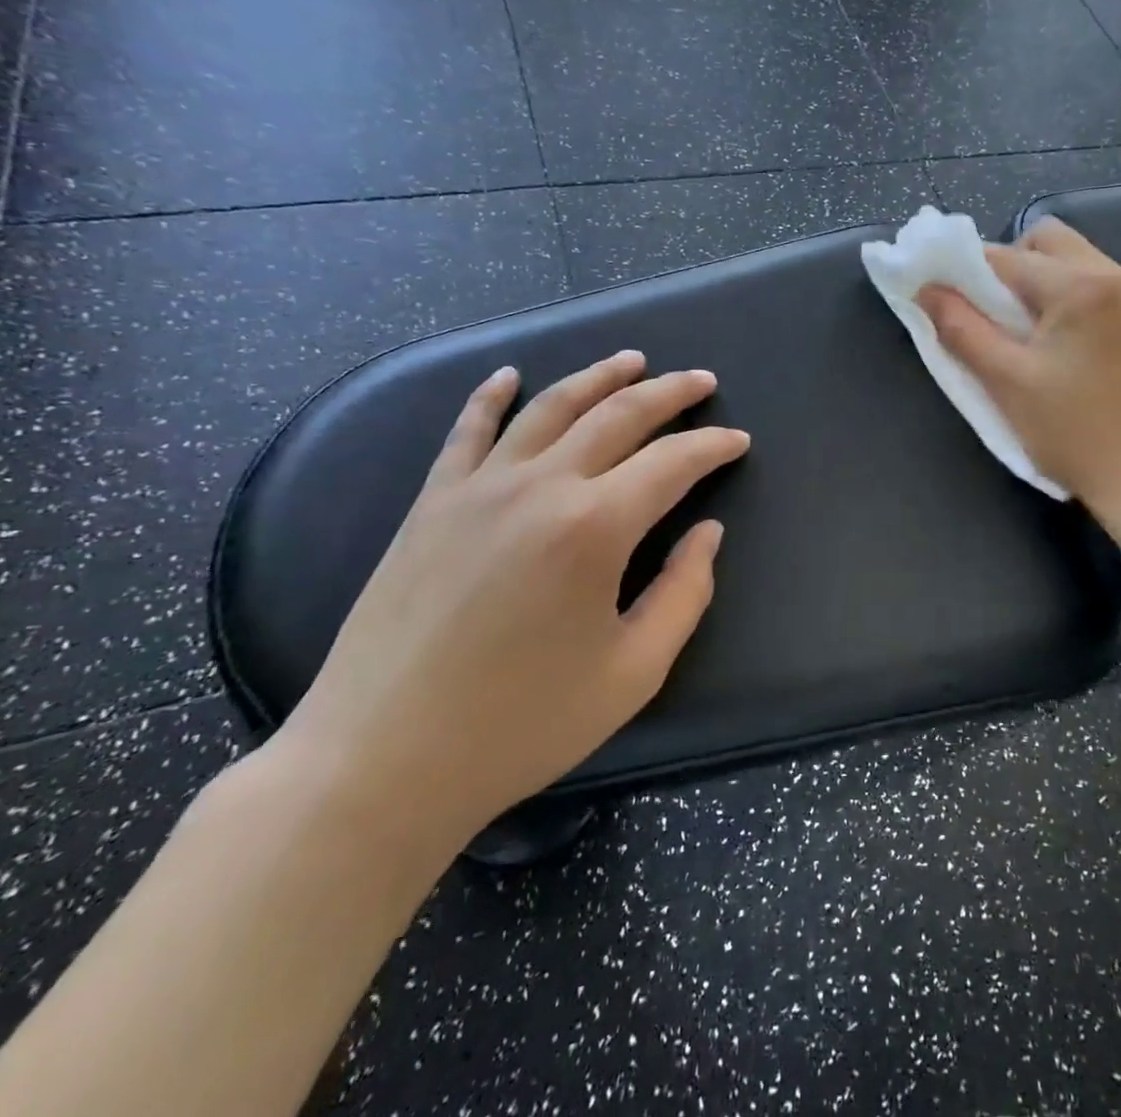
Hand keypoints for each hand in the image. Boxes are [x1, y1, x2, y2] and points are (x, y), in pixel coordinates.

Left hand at [271, 352, 748, 855]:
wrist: (381, 761)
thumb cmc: (521, 725)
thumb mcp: (633, 672)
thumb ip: (685, 593)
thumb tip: (708, 533)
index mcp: (595, 527)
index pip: (672, 462)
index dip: (713, 447)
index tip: (739, 441)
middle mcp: (540, 486)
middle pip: (618, 415)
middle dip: (670, 392)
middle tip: (703, 382)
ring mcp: (478, 487)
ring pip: (550, 407)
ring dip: (598, 376)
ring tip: (632, 359)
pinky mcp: (431, 503)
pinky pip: (467, 431)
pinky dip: (491, 395)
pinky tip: (509, 374)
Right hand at [917, 218, 1120, 520]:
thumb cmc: (1074, 432)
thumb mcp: (1007, 382)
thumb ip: (962, 330)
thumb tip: (926, 290)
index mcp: (1079, 286)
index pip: (1005, 256)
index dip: (964, 272)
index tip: (941, 298)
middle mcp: (1112, 275)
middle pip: (1045, 241)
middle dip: (1007, 266)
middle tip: (989, 315)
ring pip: (1070, 260)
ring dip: (1035, 282)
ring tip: (1019, 333)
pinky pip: (1091, 285)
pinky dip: (1062, 298)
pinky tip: (1053, 344)